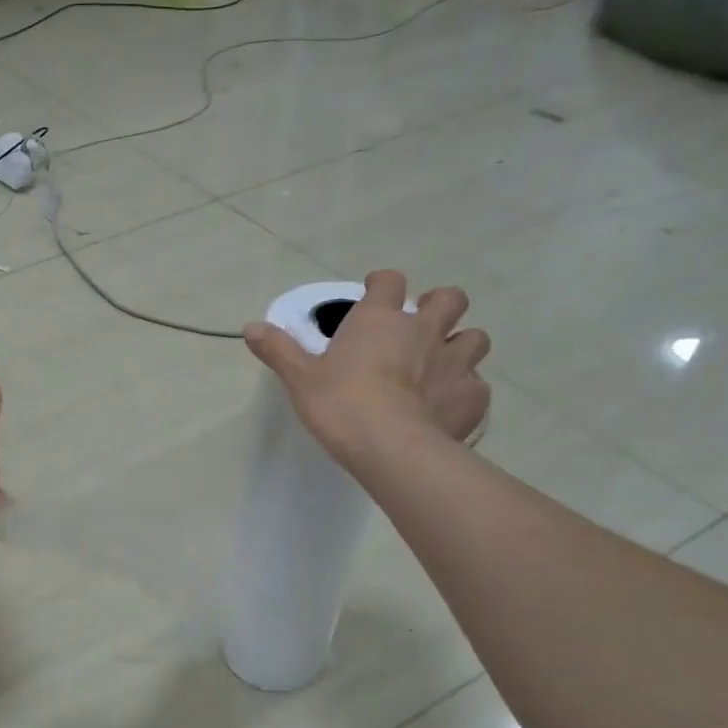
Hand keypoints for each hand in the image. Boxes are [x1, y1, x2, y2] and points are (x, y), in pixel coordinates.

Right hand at [245, 269, 489, 467]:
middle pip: (449, 298)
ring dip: (460, 345)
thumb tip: (250, 327)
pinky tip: (449, 407)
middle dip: (439, 305)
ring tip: (442, 365)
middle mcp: (424, 330)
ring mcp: (455, 362)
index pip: (389, 281)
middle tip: (421, 325)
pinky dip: (465, 391)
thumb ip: (278, 350)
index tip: (374, 293)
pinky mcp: (473, 396)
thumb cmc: (340, 404)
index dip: (382, 284)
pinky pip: (477, 386)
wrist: (390, 446)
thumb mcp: (300, 378)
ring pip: (474, 338)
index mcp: (380, 319)